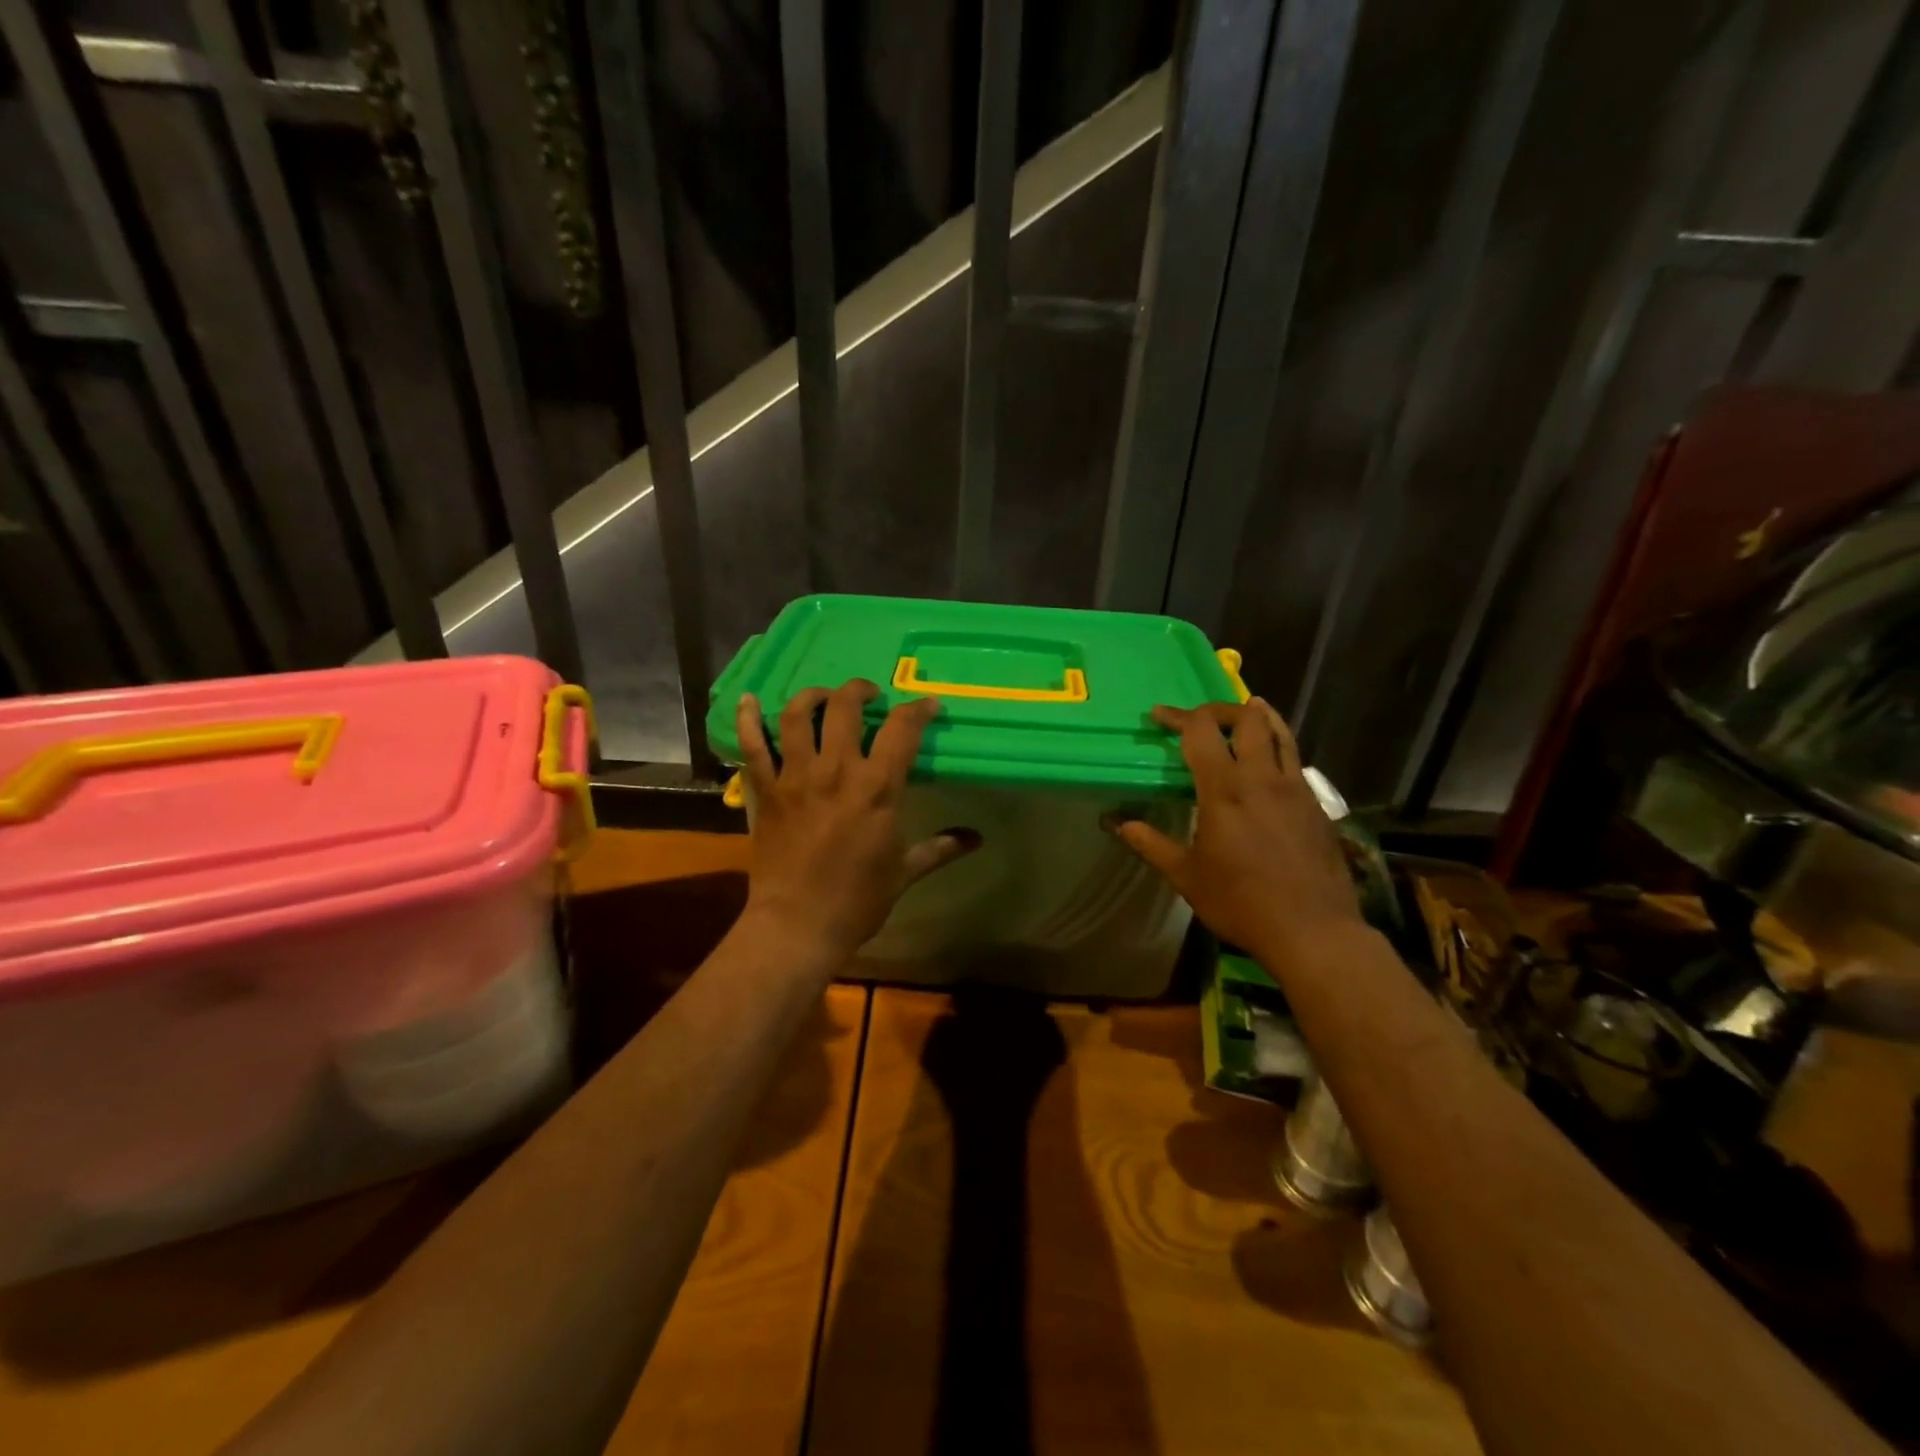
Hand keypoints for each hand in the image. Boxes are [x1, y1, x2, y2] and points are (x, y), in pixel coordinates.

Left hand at [735, 680, 977, 962]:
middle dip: (860, 690)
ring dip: (812, 696)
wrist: (797, 926)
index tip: (928, 706)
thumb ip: (940, 848)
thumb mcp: (904, 872)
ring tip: (823, 697)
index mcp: (877, 788)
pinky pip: (751, 745)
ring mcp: (795, 776)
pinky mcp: (764, 790)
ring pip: (798, 715)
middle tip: (869, 696)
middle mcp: (836, 770)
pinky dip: (748, 719)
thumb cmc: (857, 901)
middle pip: (845, 707)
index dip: (919, 709)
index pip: (902, 729)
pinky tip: (749, 701)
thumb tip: (977, 838)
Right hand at [1111, 699, 1361, 957]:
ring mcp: (1295, 789)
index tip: (1159, 716)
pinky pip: (1296, 760)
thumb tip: (1117, 823)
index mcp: (1225, 790)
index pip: (1201, 732)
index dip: (1178, 716)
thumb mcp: (1186, 876)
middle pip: (1247, 719)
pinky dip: (1279, 746)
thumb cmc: (1241, 902)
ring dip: (1259, 716)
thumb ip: (1151, 844)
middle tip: (1201, 716)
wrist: (1312, 930)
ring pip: (1281, 733)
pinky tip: (1270, 762)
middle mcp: (1262, 778)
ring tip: (1247, 709)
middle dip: (1220, 709)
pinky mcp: (1316, 805)